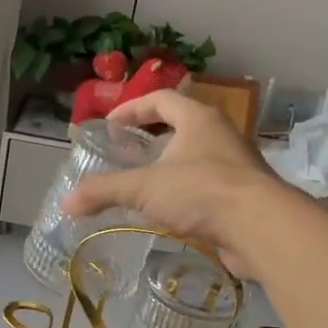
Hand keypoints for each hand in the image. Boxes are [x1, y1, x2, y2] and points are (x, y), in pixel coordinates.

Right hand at [61, 90, 295, 273]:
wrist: (261, 228)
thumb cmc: (201, 192)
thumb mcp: (144, 189)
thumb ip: (104, 192)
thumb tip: (66, 203)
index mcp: (198, 119)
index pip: (162, 99)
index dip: (132, 108)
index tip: (110, 124)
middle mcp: (220, 135)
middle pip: (181, 125)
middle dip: (152, 137)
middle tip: (126, 151)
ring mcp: (235, 165)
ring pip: (195, 157)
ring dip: (169, 166)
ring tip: (143, 184)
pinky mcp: (242, 195)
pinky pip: (206, 185)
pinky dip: (184, 192)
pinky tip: (168, 211)